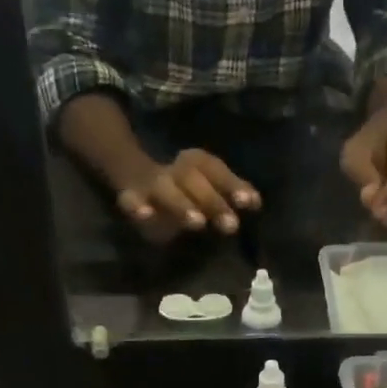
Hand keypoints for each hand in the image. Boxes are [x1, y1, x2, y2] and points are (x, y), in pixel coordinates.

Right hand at [115, 149, 259, 240]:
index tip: (250, 203)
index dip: (232, 184)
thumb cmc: (183, 186)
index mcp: (193, 162)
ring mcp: (150, 183)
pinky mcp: (130, 197)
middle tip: (231, 226)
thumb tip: (256, 202)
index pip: (215, 168)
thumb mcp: (208, 183)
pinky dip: (137, 208)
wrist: (131, 172)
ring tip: (198, 223)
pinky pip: (130, 201)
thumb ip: (231, 191)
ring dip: (182, 205)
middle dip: (212, 201)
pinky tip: (145, 215)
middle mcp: (173, 169)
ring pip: (165, 189)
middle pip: (192, 178)